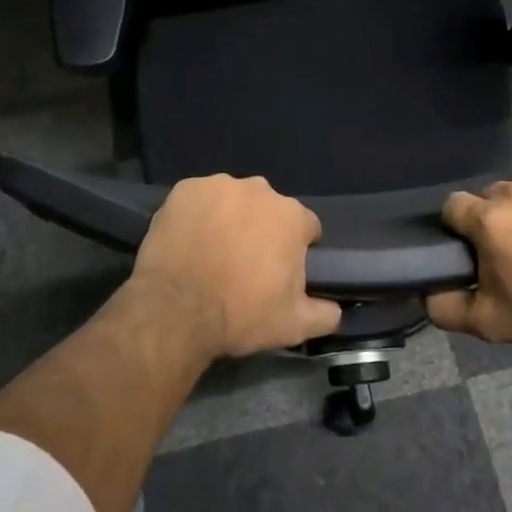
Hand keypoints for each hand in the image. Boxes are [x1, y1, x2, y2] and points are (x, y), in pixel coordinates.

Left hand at [130, 174, 341, 359]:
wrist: (176, 310)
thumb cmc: (240, 314)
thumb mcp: (293, 326)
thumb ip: (324, 314)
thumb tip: (335, 309)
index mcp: (291, 217)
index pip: (306, 227)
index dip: (296, 249)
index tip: (280, 271)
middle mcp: (260, 191)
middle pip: (268, 209)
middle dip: (261, 230)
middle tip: (244, 264)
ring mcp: (219, 185)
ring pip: (232, 200)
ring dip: (228, 219)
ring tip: (212, 252)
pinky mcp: (185, 189)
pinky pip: (198, 198)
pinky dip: (196, 214)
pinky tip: (188, 240)